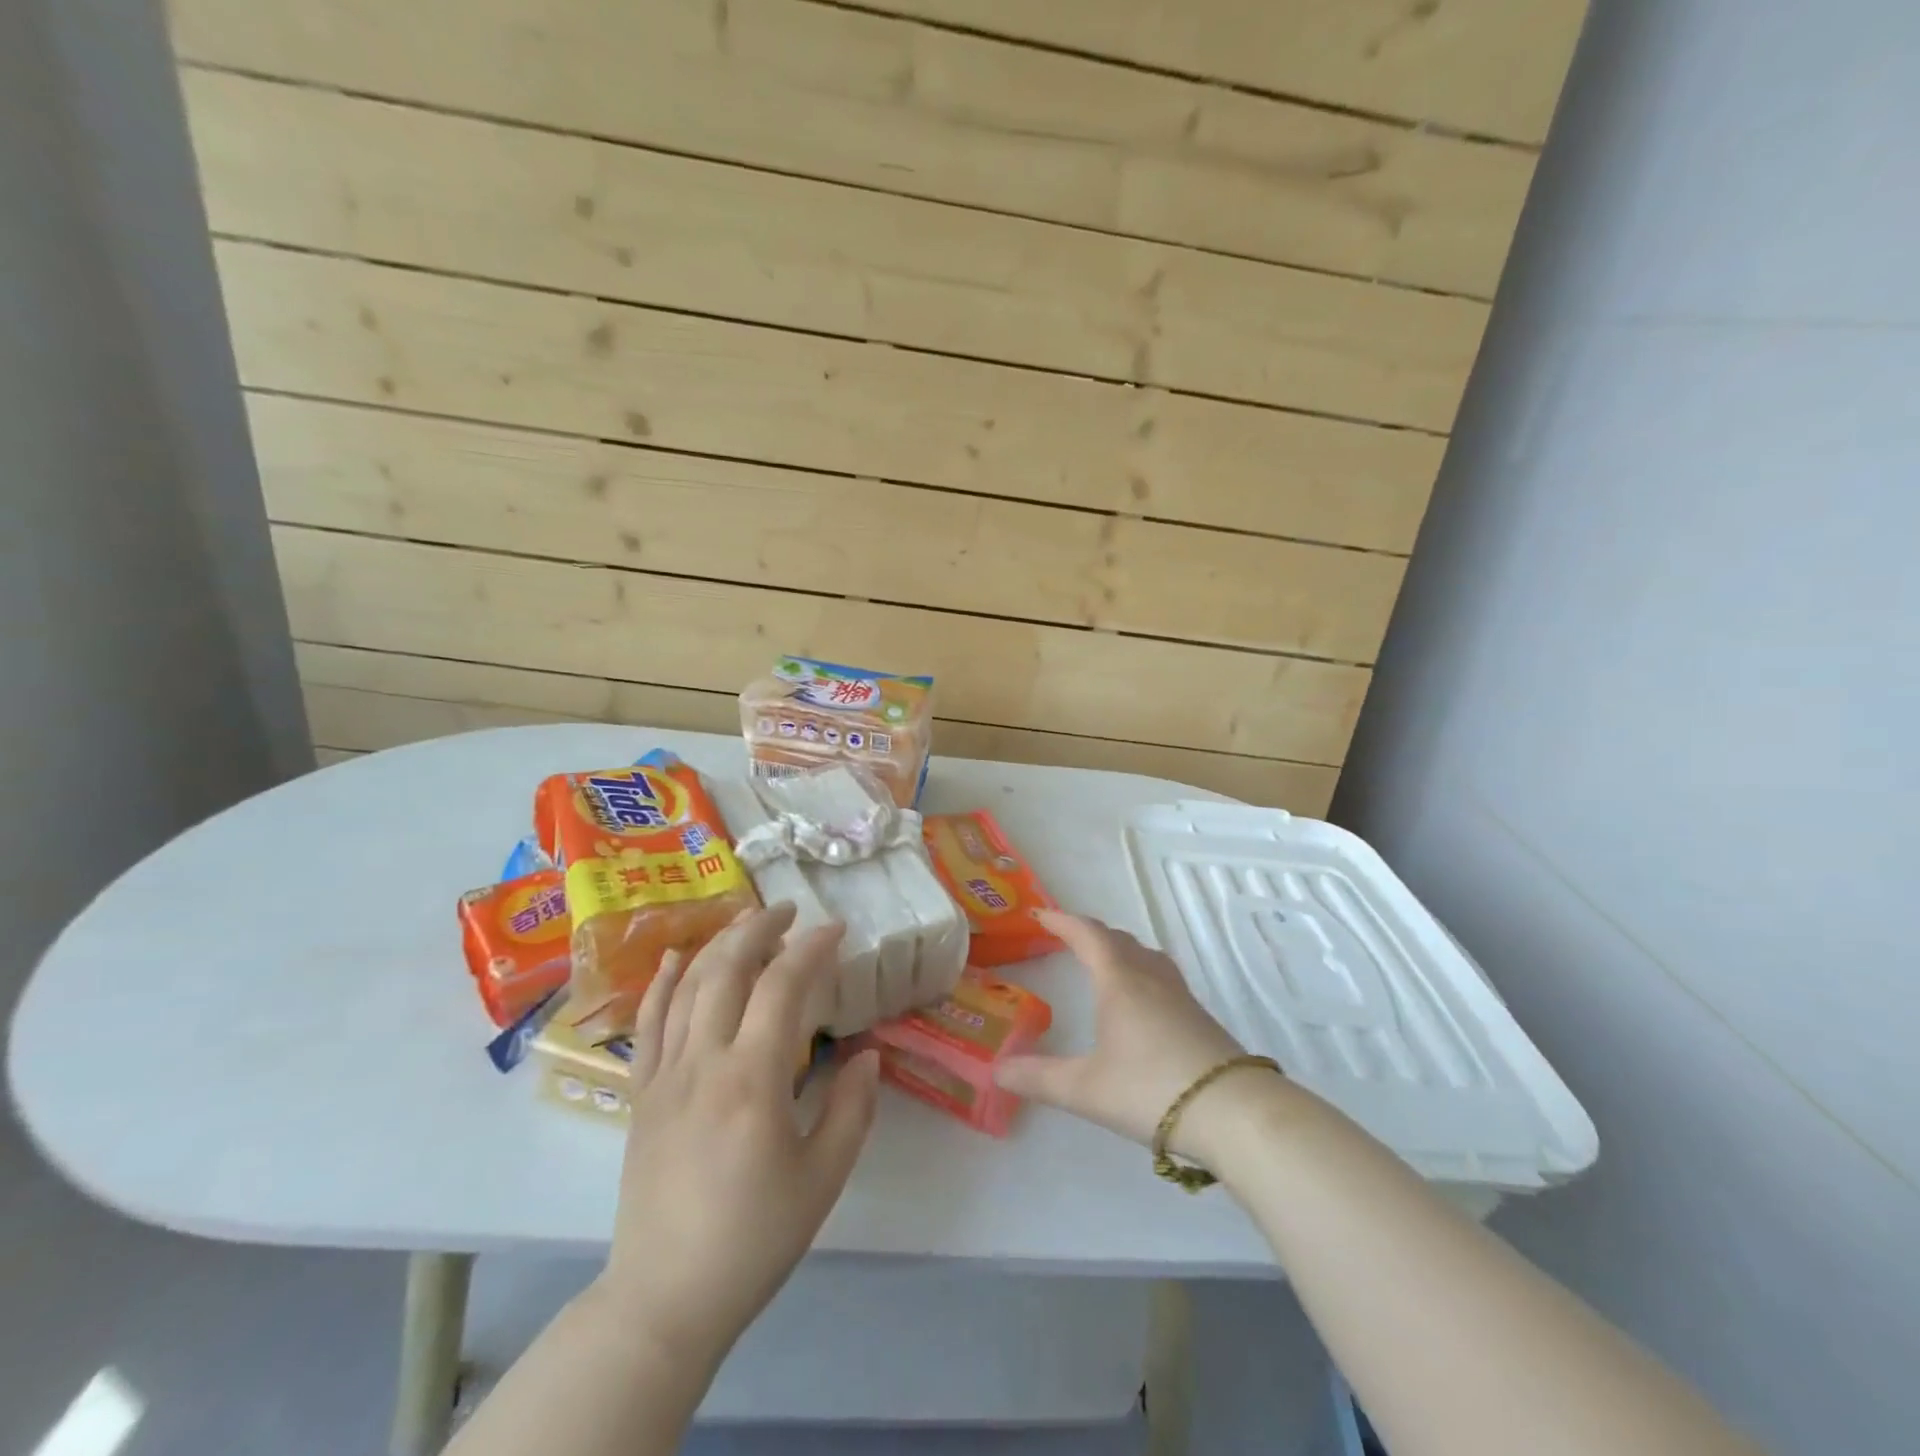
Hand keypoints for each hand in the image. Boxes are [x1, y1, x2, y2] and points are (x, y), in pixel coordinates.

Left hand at [598, 904, 878, 1368]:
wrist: (665, 1298)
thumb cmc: (753, 1238)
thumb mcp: (823, 1178)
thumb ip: (852, 1109)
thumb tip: (868, 1055)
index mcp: (752, 1079)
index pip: (782, 987)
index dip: (811, 948)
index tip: (836, 929)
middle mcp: (704, 1062)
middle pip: (728, 970)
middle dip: (761, 928)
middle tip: (790, 910)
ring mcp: (665, 1074)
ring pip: (689, 986)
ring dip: (720, 944)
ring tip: (747, 921)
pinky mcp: (641, 1093)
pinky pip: (649, 1023)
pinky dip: (664, 982)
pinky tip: (679, 957)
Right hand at [993, 910, 1281, 1160]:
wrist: (1232, 1111)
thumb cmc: (1150, 1088)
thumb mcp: (1084, 1089)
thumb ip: (1038, 1078)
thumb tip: (996, 1071)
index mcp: (1118, 981)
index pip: (1087, 934)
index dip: (1062, 921)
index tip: (1040, 914)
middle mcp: (1149, 977)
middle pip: (1117, 939)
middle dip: (1089, 934)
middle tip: (1067, 939)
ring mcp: (1179, 995)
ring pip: (1144, 955)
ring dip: (1119, 949)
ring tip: (1104, 962)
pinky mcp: (1199, 1016)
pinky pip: (1161, 976)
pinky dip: (1140, 971)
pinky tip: (1141, 1001)